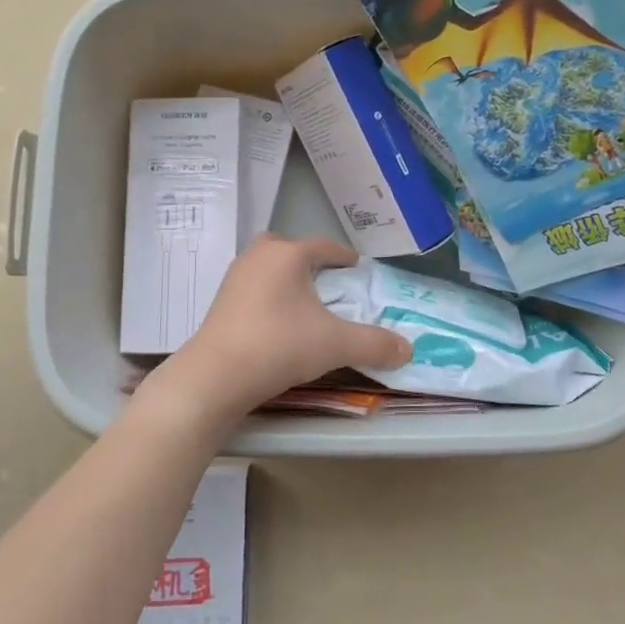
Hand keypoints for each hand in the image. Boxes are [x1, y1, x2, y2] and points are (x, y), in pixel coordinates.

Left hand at [162, 235, 412, 421]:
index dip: (344, 257)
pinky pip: (253, 287)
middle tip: (327, 282)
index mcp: (288, 254)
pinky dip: (269, 296)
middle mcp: (259, 256)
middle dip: (309, 261)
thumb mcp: (335, 345)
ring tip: (305, 303)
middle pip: (289, 248)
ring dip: (286, 278)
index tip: (358, 268)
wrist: (216, 377)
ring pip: (268, 267)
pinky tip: (278, 321)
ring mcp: (235, 277)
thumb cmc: (279, 346)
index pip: (323, 246)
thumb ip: (375, 344)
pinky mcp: (220, 301)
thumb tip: (408, 350)